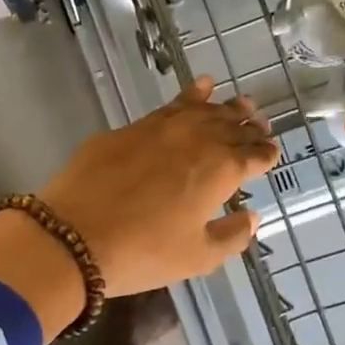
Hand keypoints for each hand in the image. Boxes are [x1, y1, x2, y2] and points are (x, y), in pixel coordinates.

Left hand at [38, 76, 278, 296]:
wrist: (73, 234)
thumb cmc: (143, 253)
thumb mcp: (197, 257)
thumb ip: (231, 236)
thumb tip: (252, 218)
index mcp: (221, 171)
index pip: (253, 155)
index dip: (265, 154)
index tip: (272, 154)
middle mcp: (197, 140)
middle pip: (231, 127)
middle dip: (250, 126)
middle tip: (260, 125)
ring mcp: (163, 128)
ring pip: (204, 110)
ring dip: (226, 107)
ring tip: (240, 103)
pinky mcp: (132, 127)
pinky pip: (171, 105)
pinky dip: (191, 94)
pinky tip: (201, 86)